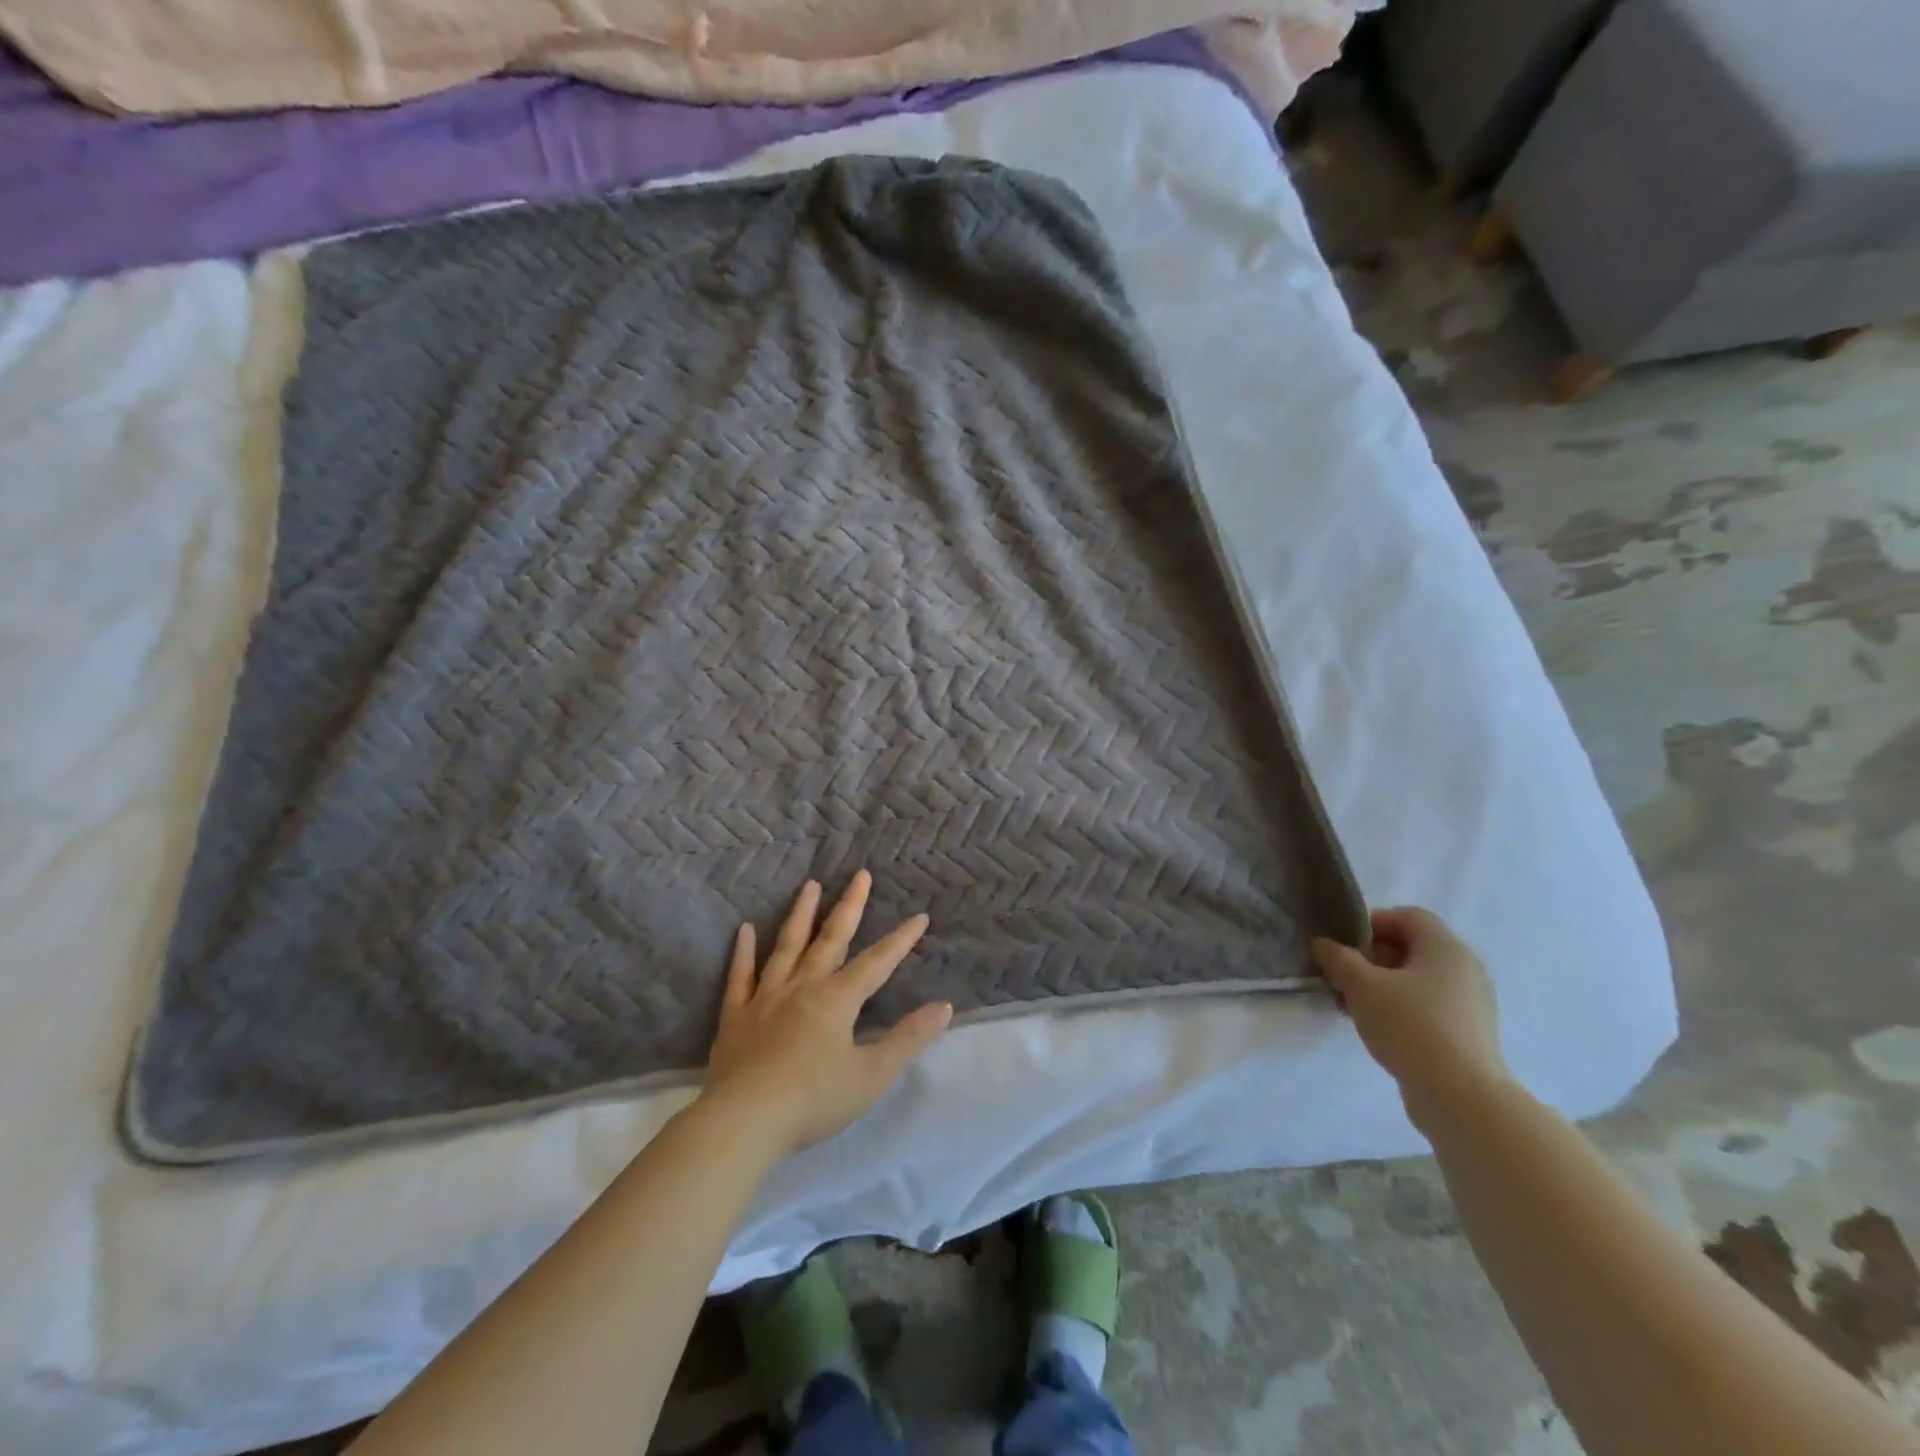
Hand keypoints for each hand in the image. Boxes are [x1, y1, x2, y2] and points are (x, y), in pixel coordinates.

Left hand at [703, 871, 952, 1157]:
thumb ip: (908, 1039)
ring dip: (801, 915)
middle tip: (860, 874)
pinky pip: (740, 977)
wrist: (744, 1122)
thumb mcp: (872, 1075)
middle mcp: (803, 988)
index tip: (919, 916)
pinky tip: (745, 930)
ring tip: (810, 885)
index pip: (876, 963)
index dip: (900, 940)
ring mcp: (765, 999)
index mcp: (837, 1000)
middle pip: (830, 940)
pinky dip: (744, 952)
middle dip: (850, 906)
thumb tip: (944, 1007)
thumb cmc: (814, 1101)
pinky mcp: (735, 1017)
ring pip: (787, 947)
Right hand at [1312, 907, 1511, 1118]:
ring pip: (1417, 981)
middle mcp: (1465, 969)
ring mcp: (1471, 1004)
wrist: (1461, 1097)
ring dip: (1382, 986)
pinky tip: (1378, 1029)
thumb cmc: (1410, 1025)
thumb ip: (1338, 958)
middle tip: (1342, 977)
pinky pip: (1428, 1008)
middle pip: (1411, 948)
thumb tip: (1323, 944)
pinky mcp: (1468, 1034)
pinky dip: (1401, 1010)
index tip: (1344, 946)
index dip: (1371, 923)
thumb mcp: (1361, 985)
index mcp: (1445, 947)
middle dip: (1371, 958)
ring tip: (1353, 1006)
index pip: (1407, 916)